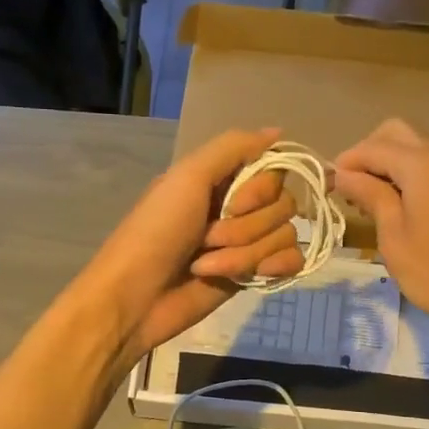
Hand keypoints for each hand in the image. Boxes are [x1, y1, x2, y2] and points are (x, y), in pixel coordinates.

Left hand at [84, 128, 303, 359]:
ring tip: (207, 265)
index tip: (233, 203)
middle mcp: (239, 207)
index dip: (260, 190)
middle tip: (207, 237)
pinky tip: (249, 277)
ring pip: (285, 235)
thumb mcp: (187, 177)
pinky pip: (291, 261)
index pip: (274, 171)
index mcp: (223, 180)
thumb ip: (233, 147)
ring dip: (246, 253)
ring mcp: (248, 242)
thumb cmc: (155, 232)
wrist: (137, 297)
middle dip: (246, 227)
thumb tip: (278, 131)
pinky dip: (271, 268)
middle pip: (284, 205)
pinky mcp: (254, 275)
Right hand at [334, 118, 428, 339]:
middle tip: (349, 190)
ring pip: (413, 151)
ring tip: (367, 204)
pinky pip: (428, 170)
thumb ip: (370, 196)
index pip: (372, 147)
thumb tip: (344, 174)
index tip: (325, 189)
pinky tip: (394, 211)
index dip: (344, 164)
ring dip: (385, 166)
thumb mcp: (393, 236)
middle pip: (395, 135)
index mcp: (422, 165)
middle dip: (366, 155)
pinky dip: (405, 178)